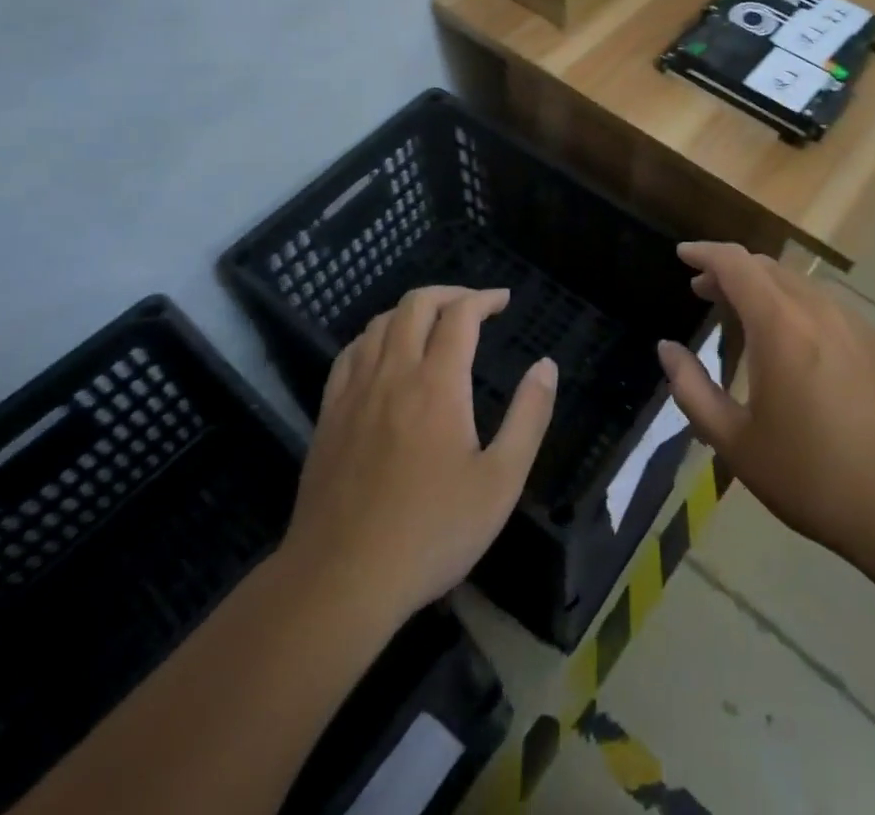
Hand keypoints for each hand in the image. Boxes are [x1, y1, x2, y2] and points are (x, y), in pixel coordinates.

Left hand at [282, 286, 555, 625]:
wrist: (341, 580)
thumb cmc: (431, 532)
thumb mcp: (501, 481)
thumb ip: (529, 417)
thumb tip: (546, 366)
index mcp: (437, 384)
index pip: (460, 315)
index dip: (484, 299)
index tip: (503, 300)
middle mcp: (393, 373)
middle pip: (415, 305)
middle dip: (449, 294)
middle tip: (473, 305)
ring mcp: (354, 392)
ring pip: (380, 324)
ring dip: (411, 310)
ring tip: (433, 323)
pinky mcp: (328, 415)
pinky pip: (350, 353)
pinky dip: (375, 337)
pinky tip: (383, 354)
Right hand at [656, 243, 874, 571]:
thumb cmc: (811, 475)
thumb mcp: (735, 442)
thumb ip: (692, 390)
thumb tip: (667, 349)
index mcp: (779, 325)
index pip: (735, 264)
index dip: (705, 253)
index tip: (683, 255)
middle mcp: (817, 308)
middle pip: (766, 267)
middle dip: (730, 271)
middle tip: (704, 291)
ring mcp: (853, 322)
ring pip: (798, 283)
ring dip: (764, 287)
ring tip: (745, 314)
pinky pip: (826, 304)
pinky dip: (796, 304)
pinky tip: (794, 339)